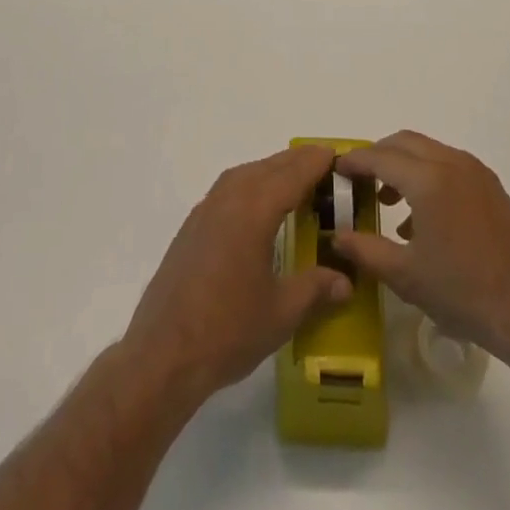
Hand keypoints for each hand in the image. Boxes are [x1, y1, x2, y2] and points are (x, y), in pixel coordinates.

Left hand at [121, 145, 351, 402]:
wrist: (163, 354)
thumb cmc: (227, 330)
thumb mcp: (281, 313)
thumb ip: (316, 289)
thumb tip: (346, 281)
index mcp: (254, 209)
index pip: (293, 173)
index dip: (317, 162)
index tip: (338, 155)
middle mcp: (229, 198)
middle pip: (269, 167)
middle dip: (297, 162)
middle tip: (324, 164)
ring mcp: (206, 209)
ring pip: (246, 174)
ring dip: (272, 170)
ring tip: (296, 181)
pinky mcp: (192, 226)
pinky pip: (229, 188)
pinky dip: (251, 184)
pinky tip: (259, 206)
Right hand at [334, 131, 509, 370]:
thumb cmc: (463, 292)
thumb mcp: (406, 276)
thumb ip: (365, 250)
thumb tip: (337, 236)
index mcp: (428, 179)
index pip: (380, 156)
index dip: (354, 161)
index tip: (335, 169)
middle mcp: (451, 163)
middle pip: (404, 142)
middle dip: (377, 156)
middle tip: (357, 181)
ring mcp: (475, 172)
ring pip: (428, 151)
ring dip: (403, 165)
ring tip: (386, 202)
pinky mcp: (491, 187)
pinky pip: (448, 165)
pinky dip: (426, 176)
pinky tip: (421, 219)